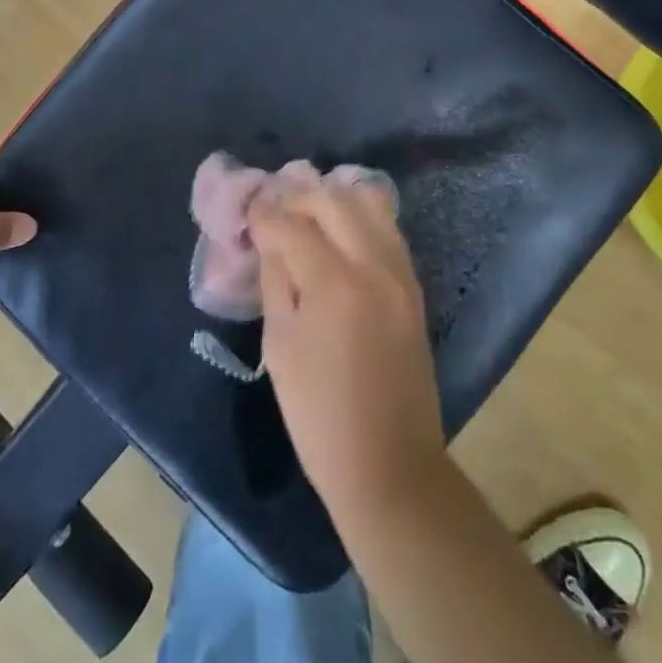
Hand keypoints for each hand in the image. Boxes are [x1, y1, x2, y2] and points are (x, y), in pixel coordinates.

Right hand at [251, 170, 446, 520]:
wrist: (391, 465)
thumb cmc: (320, 416)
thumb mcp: (280, 347)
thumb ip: (275, 281)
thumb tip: (269, 240)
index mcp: (334, 284)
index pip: (292, 224)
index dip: (264, 214)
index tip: (248, 211)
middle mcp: (374, 265)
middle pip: (334, 198)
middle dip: (299, 197)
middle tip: (275, 212)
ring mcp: (401, 273)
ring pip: (369, 202)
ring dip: (333, 199)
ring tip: (307, 215)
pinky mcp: (414, 286)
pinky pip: (387, 228)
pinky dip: (359, 218)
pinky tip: (337, 235)